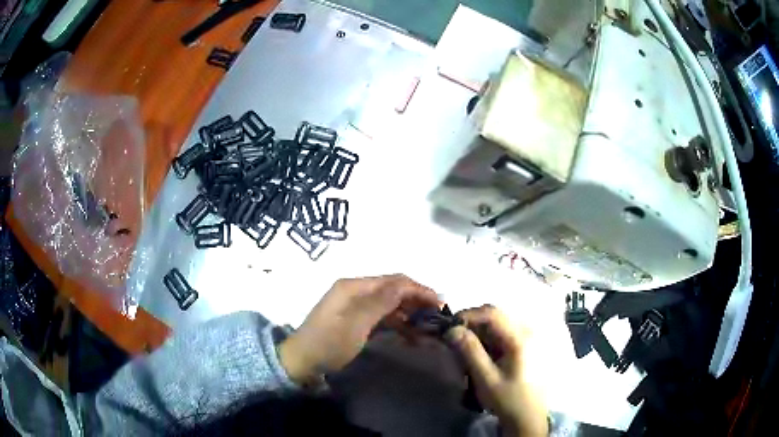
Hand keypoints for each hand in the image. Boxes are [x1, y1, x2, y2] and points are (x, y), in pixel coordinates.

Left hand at [279, 274, 439, 384]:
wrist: (302, 362)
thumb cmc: (329, 343)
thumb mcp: (356, 323)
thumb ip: (381, 302)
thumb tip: (407, 283)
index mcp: (354, 286)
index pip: (394, 281)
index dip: (418, 289)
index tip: (440, 303)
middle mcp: (356, 291)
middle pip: (393, 290)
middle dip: (416, 300)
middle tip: (437, 316)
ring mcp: (355, 306)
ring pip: (389, 304)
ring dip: (409, 313)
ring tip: (428, 327)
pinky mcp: (356, 320)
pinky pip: (382, 317)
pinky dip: (397, 323)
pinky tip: (411, 334)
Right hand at [446, 305, 547, 436]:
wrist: (529, 416)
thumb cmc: (508, 399)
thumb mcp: (486, 378)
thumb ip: (470, 351)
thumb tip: (452, 329)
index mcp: (520, 338)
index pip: (492, 313)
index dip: (468, 315)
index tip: (449, 327)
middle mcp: (528, 330)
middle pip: (496, 315)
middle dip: (472, 323)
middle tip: (454, 338)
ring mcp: (529, 337)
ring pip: (499, 323)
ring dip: (479, 331)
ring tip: (465, 348)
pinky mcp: (527, 344)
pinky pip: (504, 332)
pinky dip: (489, 338)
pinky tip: (481, 354)